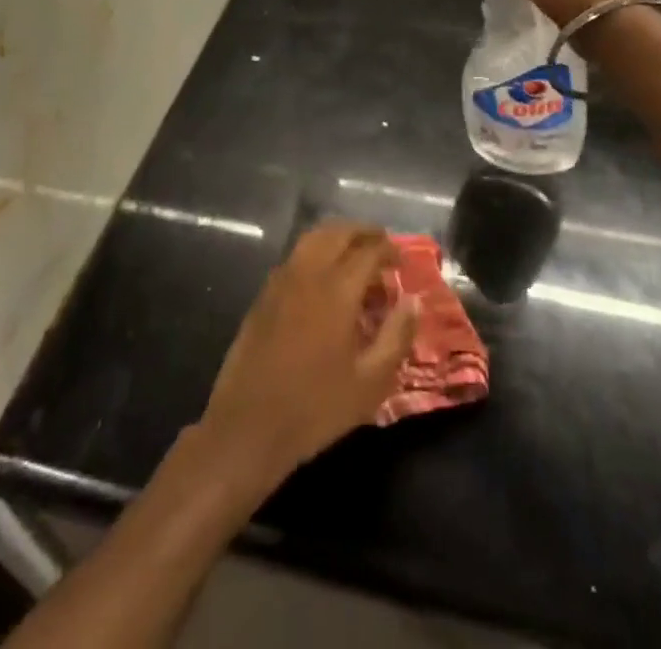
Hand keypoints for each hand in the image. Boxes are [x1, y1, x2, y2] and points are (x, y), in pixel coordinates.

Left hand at [196, 223, 418, 485]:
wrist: (247, 427)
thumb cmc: (315, 408)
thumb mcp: (370, 382)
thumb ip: (396, 336)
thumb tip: (413, 300)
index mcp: (337, 290)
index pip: (369, 251)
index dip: (390, 250)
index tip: (403, 261)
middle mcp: (308, 274)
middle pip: (338, 232)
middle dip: (363, 232)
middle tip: (382, 244)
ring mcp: (281, 281)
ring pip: (312, 238)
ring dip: (337, 236)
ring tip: (355, 254)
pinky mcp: (263, 295)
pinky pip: (295, 257)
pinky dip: (316, 252)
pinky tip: (324, 278)